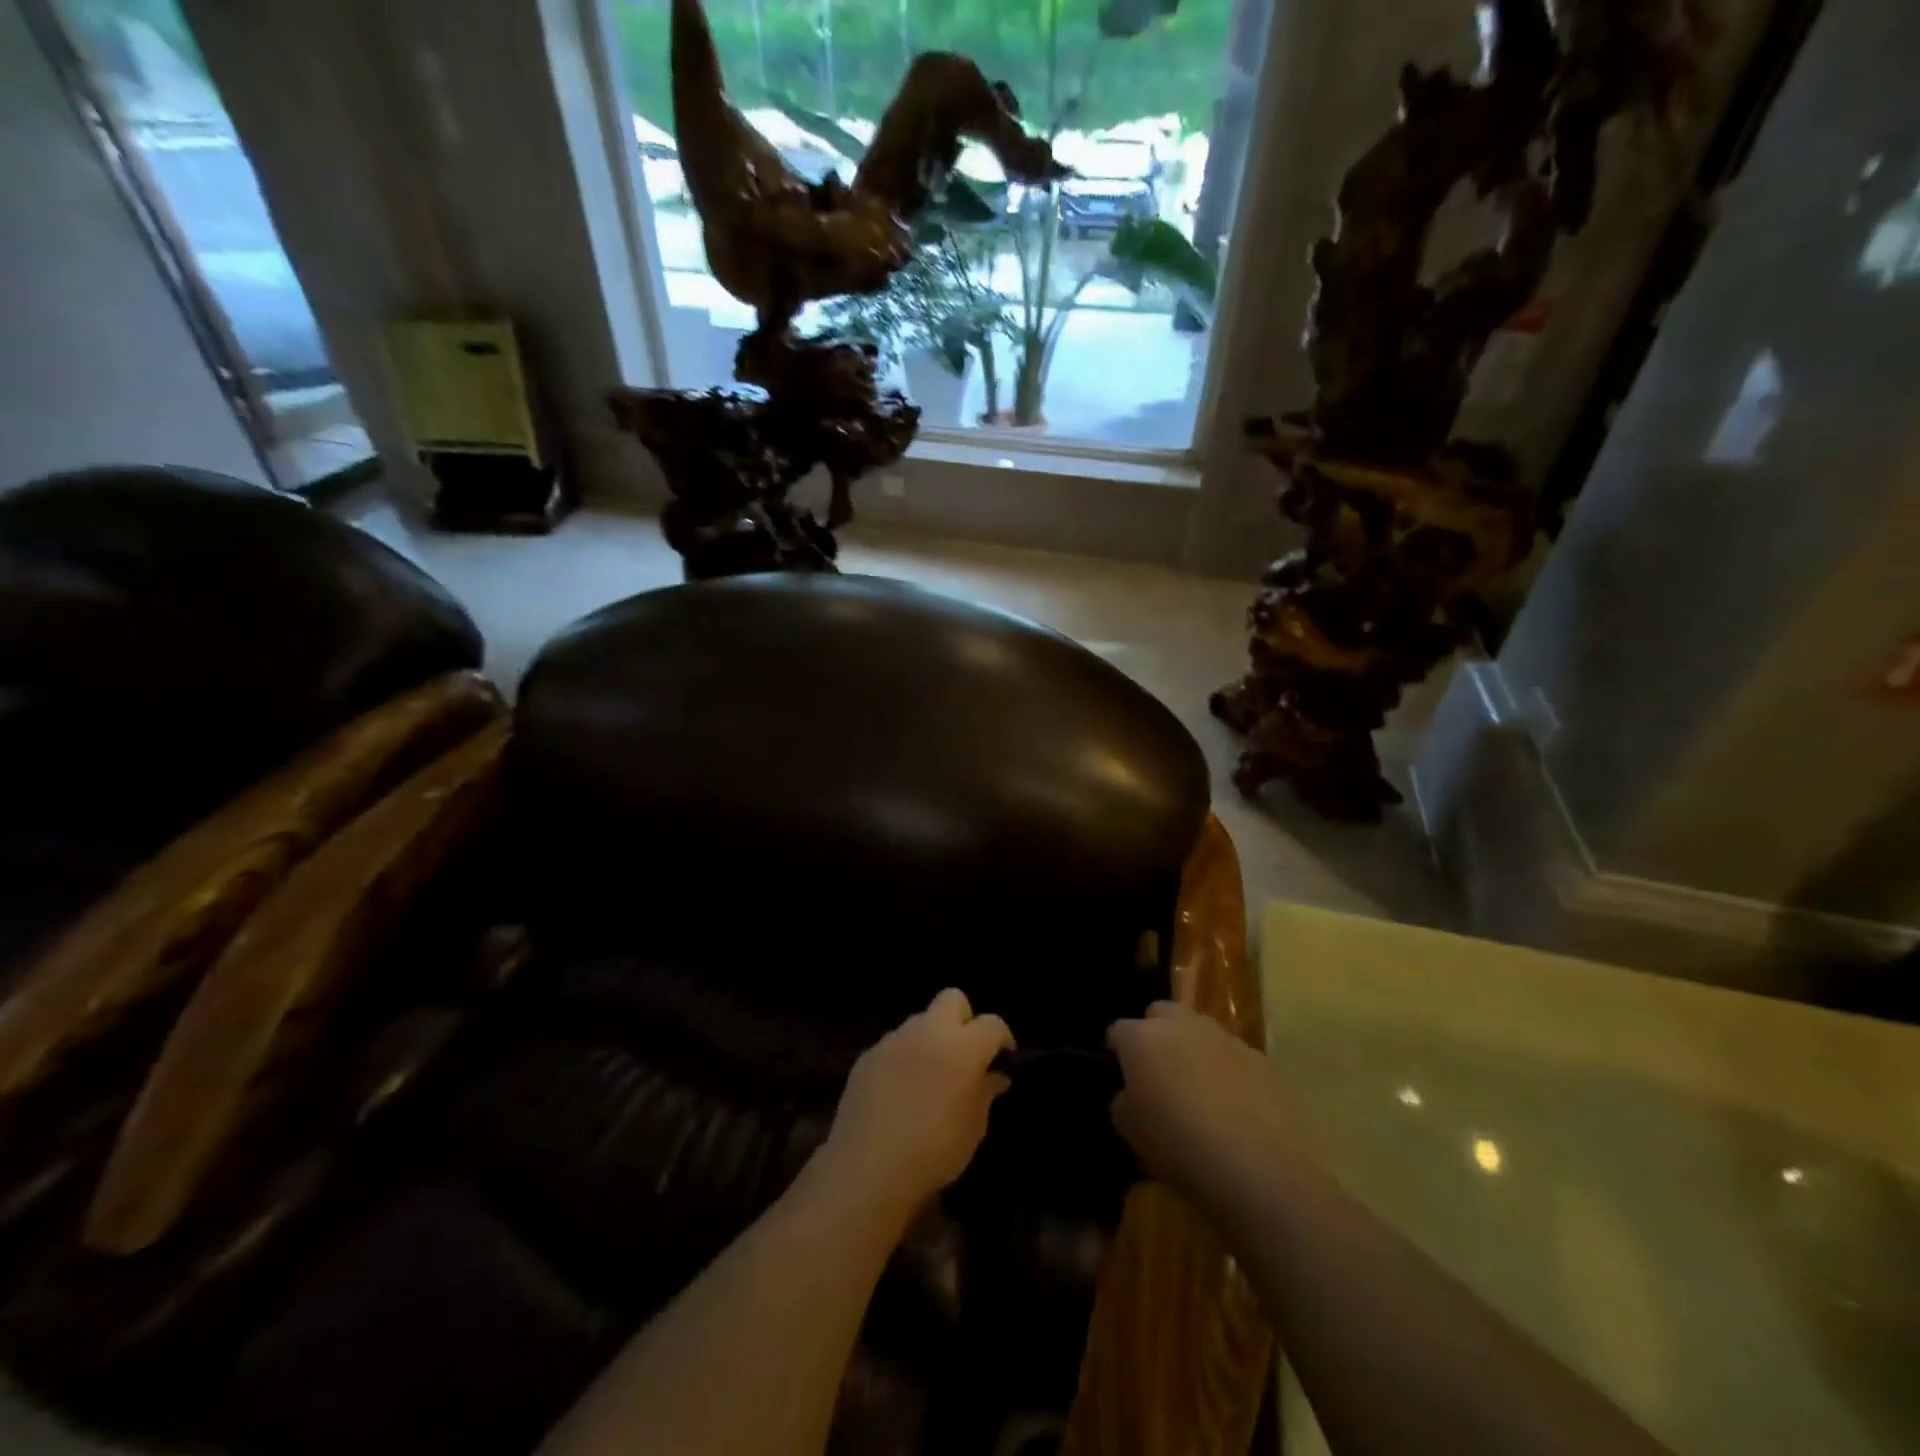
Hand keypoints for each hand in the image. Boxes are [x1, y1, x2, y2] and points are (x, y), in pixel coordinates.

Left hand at [815, 989, 1013, 1226]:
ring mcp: (895, 1040)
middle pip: (952, 999)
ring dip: (930, 1039)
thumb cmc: (934, 1152)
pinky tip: (899, 1090)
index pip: (992, 1024)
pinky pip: (894, 1044)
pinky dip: (903, 1058)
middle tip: (964, 1055)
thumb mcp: (974, 1128)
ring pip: (920, 1021)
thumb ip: (985, 1092)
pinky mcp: (868, 1055)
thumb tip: (993, 1075)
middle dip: (963, 1020)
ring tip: (929, 1075)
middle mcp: (929, 1031)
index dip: (1002, 1040)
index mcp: (963, 1047)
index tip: (1002, 1061)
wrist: (868, 1169)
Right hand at [1108, 1001, 1295, 1205]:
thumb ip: (1124, 1102)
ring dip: (1193, 1050)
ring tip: (1200, 1092)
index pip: (1118, 1031)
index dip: (1117, 1052)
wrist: (1260, 1167)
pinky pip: (1233, 1055)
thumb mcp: (1131, 1132)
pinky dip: (1228, 1071)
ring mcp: (1223, 1037)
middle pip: (1160, 1013)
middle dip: (1155, 1035)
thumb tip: (1132, 1094)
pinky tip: (1235, 1108)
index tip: (1122, 1076)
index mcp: (1141, 1038)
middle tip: (1159, 1073)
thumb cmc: (1180, 1147)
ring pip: (1199, 1031)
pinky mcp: (1259, 1058)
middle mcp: (1180, 1025)